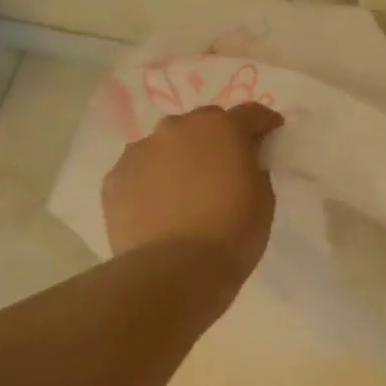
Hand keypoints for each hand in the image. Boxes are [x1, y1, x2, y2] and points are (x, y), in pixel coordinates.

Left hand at [102, 103, 283, 283]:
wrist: (172, 271)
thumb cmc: (231, 235)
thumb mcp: (263, 200)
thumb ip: (254, 169)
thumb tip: (243, 163)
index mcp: (222, 128)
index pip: (250, 114)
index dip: (264, 124)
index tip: (270, 135)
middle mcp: (177, 127)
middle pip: (203, 124)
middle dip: (216, 140)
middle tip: (222, 168)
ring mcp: (140, 149)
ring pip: (166, 146)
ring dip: (179, 159)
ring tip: (183, 192)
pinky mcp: (114, 177)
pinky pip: (140, 171)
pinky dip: (151, 182)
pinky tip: (157, 209)